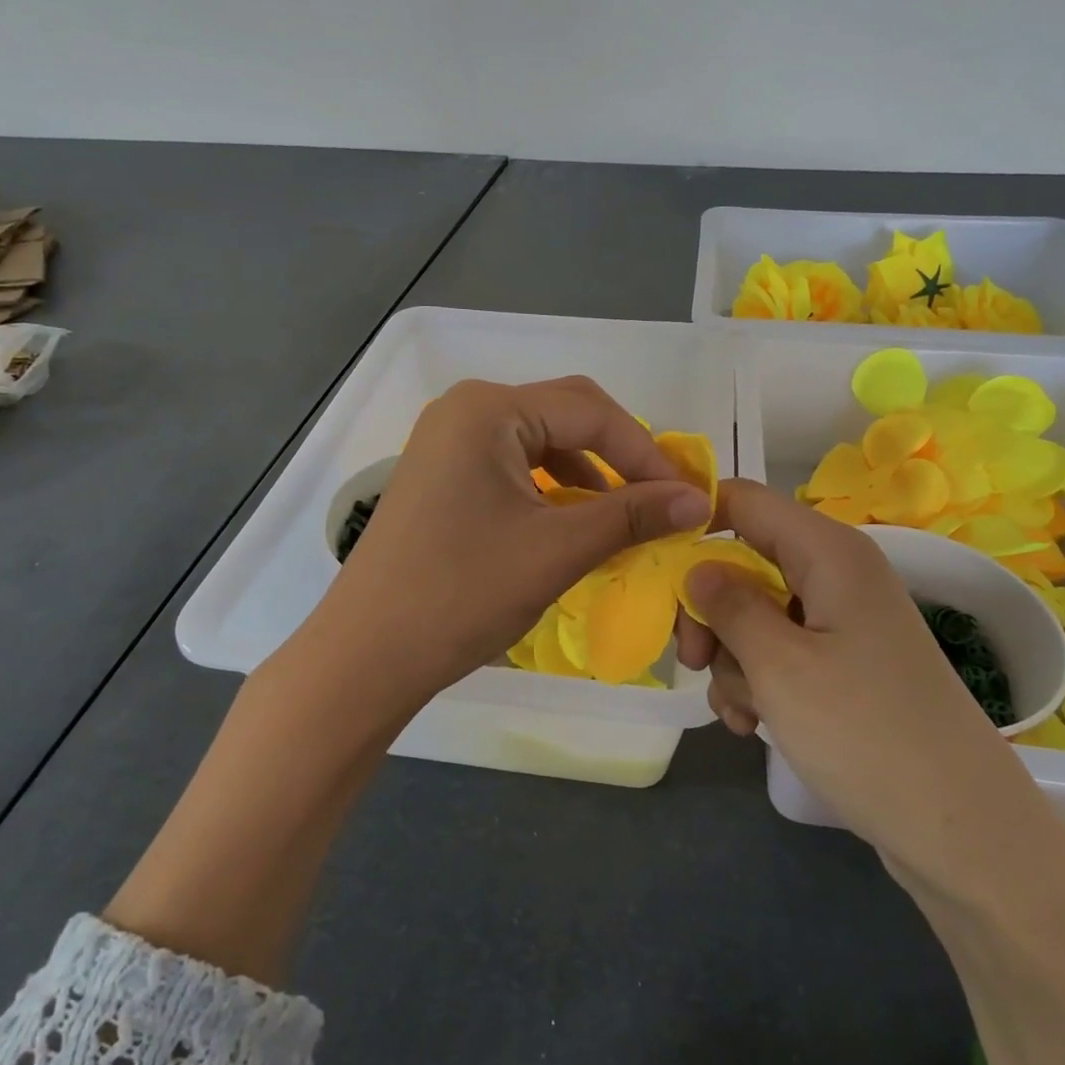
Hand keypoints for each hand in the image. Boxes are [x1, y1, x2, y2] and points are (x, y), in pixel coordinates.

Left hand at [317, 376, 713, 710]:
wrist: (367, 654)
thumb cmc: (462, 593)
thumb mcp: (557, 550)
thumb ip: (631, 516)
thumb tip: (697, 500)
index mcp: (489, 409)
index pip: (590, 411)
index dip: (645, 452)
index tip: (686, 495)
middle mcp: (465, 410)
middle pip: (564, 416)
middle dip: (617, 457)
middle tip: (658, 499)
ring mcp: (446, 443)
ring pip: (539, 442)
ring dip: (586, 475)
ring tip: (621, 518)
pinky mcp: (440, 476)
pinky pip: (511, 467)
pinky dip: (550, 490)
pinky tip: (570, 525)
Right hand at [677, 479, 1023, 874]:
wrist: (963, 832)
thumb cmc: (865, 734)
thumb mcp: (780, 665)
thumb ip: (728, 606)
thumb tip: (696, 568)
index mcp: (829, 552)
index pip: (745, 501)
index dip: (694, 519)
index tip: (651, 562)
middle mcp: (837, 575)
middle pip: (745, 561)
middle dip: (709, 609)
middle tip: (696, 659)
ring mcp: (843, 623)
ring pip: (757, 614)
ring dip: (733, 658)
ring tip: (741, 711)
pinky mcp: (846, 667)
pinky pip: (782, 652)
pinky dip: (759, 682)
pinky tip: (753, 725)